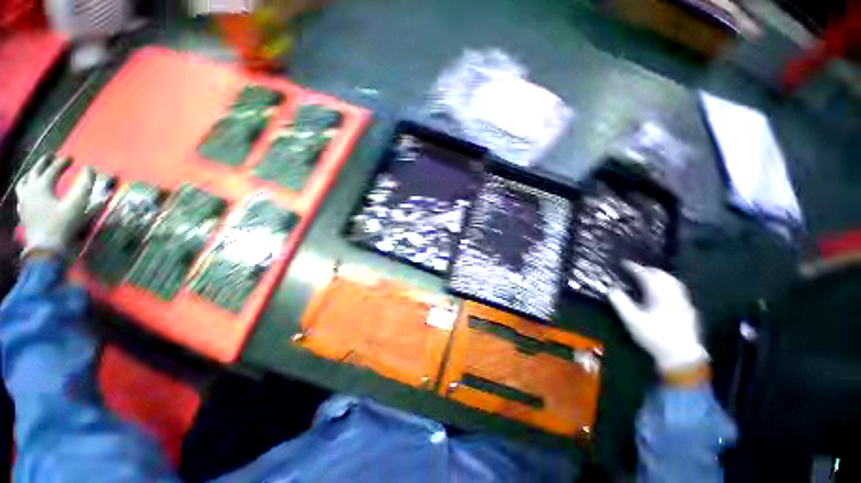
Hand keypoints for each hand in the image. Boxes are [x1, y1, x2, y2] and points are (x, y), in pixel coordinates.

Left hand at [16, 155, 94, 253]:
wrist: (47, 250)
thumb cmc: (64, 226)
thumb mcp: (78, 205)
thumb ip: (85, 186)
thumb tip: (90, 169)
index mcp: (42, 186)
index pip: (53, 169)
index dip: (63, 162)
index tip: (71, 157)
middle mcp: (29, 190)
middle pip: (35, 172)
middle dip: (44, 163)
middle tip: (52, 157)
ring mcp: (24, 203)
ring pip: (23, 183)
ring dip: (31, 175)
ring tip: (36, 172)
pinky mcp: (23, 214)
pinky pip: (21, 197)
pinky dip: (26, 190)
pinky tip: (29, 193)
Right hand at [608, 262, 708, 373]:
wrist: (682, 356)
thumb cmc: (654, 336)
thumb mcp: (631, 320)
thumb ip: (620, 302)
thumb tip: (611, 288)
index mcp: (659, 293)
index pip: (645, 274)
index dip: (633, 267)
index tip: (623, 263)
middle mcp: (673, 294)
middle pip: (662, 275)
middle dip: (648, 269)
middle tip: (635, 269)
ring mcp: (683, 302)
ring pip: (672, 281)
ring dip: (660, 276)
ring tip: (649, 277)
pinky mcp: (688, 310)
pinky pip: (678, 290)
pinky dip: (668, 285)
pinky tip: (664, 292)